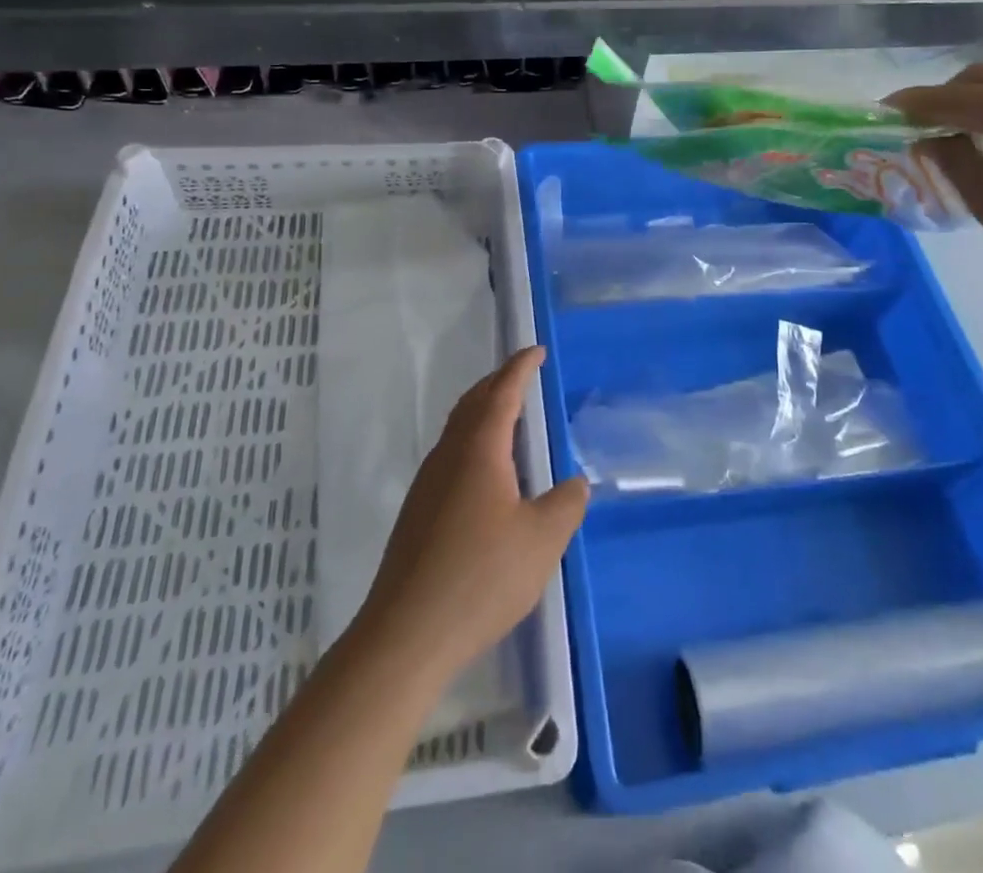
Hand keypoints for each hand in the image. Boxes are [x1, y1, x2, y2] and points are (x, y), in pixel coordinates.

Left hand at [357, 347, 587, 679]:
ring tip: (509, 418)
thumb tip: (575, 483)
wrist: (407, 632)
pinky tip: (487, 473)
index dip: (521, 367)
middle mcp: (449, 455)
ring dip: (483, 412)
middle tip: (523, 375)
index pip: (503, 392)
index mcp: (479, 449)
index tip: (536, 350)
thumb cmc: (482, 576)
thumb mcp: (542, 541)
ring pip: (458, 429)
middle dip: (499, 383)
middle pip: (474, 403)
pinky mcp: (418, 511)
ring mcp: (428, 483)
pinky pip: (451, 455)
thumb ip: (565, 504)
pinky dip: (473, 441)